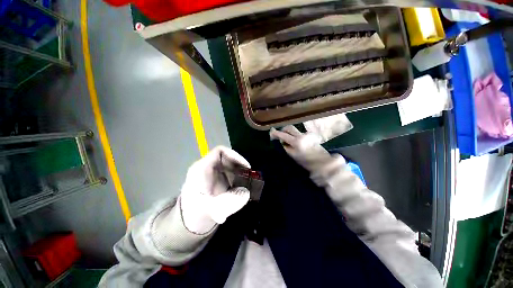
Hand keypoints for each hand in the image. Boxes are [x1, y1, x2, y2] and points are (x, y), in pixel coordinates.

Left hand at [180, 146, 250, 233]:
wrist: (189, 224)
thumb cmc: (195, 215)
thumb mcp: (209, 210)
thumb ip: (227, 202)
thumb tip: (246, 193)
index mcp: (202, 169)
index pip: (219, 151)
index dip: (234, 155)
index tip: (246, 166)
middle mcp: (208, 168)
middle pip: (227, 158)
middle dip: (239, 165)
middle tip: (249, 176)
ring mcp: (213, 174)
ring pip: (230, 165)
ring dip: (240, 172)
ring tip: (248, 183)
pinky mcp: (218, 180)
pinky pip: (231, 173)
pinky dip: (238, 178)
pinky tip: (242, 187)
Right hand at [270, 125, 330, 171]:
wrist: (322, 162)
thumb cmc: (307, 161)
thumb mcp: (293, 156)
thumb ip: (286, 147)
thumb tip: (281, 142)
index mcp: (296, 142)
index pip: (283, 135)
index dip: (276, 133)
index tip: (271, 132)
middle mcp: (301, 136)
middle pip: (289, 128)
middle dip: (283, 130)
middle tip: (279, 135)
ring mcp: (306, 135)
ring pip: (294, 129)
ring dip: (288, 132)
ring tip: (286, 139)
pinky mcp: (309, 136)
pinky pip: (299, 133)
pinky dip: (294, 135)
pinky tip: (294, 141)